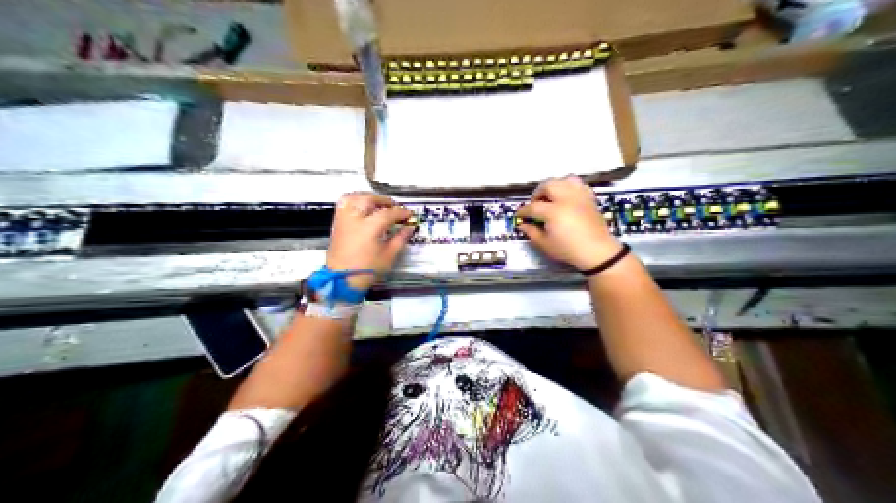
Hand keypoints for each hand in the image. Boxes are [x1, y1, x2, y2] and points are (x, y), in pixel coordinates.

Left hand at [328, 192, 414, 288]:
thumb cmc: (367, 270)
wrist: (342, 280)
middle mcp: (355, 219)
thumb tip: (408, 228)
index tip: (408, 215)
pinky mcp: (337, 224)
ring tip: (378, 204)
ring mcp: (343, 220)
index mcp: (369, 227)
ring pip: (354, 197)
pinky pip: (344, 204)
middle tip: (394, 207)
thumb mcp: (389, 256)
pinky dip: (354, 201)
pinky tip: (363, 208)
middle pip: (369, 199)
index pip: (388, 213)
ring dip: (368, 197)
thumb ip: (400, 239)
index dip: (401, 212)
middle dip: (384, 201)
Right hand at [516, 176, 620, 271]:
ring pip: (564, 180)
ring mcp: (580, 196)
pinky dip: (570, 187)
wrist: (597, 252)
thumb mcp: (546, 245)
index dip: (523, 211)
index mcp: (554, 212)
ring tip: (551, 197)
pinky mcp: (589, 198)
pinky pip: (578, 184)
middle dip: (538, 193)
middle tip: (536, 204)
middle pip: (548, 185)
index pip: (533, 207)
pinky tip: (566, 197)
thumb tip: (522, 225)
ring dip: (554, 186)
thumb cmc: (569, 250)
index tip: (519, 216)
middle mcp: (567, 199)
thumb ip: (532, 232)